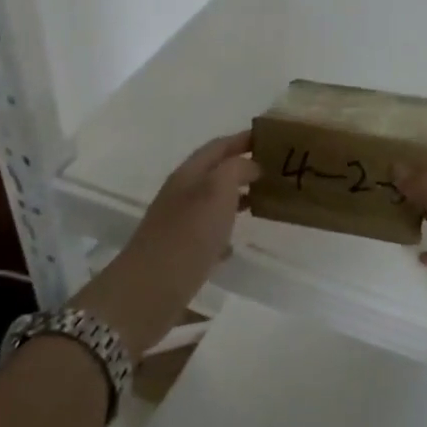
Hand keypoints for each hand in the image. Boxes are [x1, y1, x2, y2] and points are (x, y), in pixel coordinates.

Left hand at [124, 130, 259, 295]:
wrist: (151, 289)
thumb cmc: (188, 234)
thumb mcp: (217, 190)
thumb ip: (236, 169)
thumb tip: (251, 165)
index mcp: (189, 174)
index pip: (219, 146)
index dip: (243, 139)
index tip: (272, 137)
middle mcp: (182, 194)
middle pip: (215, 172)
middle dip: (243, 167)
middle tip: (276, 170)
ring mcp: (179, 223)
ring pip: (213, 202)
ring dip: (237, 197)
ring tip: (265, 201)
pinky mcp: (180, 251)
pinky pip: (209, 232)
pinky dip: (226, 230)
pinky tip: (237, 243)